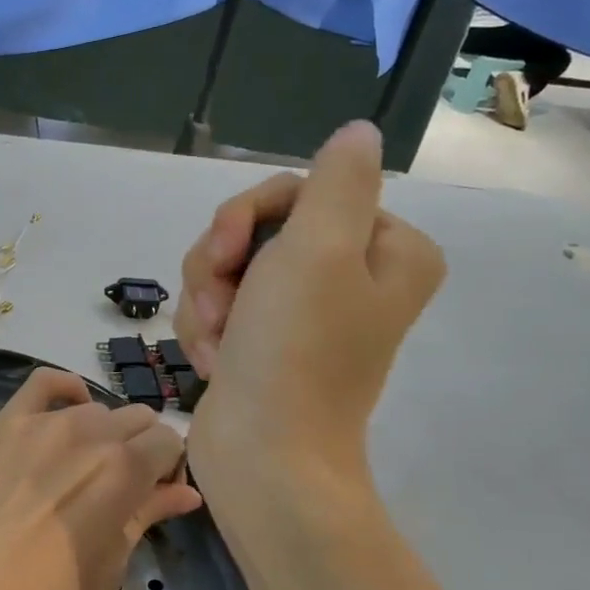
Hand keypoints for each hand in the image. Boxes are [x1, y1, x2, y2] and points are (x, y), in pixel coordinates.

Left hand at [0, 369, 201, 589]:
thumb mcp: (108, 566)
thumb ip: (147, 516)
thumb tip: (186, 493)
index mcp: (124, 469)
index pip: (168, 442)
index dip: (169, 470)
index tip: (155, 497)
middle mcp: (89, 431)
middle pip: (136, 419)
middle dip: (141, 450)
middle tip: (122, 489)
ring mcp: (42, 423)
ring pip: (94, 409)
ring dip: (102, 433)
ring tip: (83, 467)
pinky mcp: (3, 423)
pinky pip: (43, 384)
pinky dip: (64, 391)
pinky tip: (67, 411)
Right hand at [177, 120, 444, 529]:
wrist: (264, 458)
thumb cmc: (294, 352)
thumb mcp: (320, 249)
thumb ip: (338, 181)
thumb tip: (358, 132)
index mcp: (385, 249)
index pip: (299, 191)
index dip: (249, 215)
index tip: (226, 249)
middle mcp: (351, 276)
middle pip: (257, 229)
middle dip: (220, 264)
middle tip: (217, 304)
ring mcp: (302, 312)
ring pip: (228, 267)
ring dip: (206, 301)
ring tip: (214, 343)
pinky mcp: (262, 342)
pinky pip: (217, 306)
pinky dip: (204, 331)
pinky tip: (212, 362)